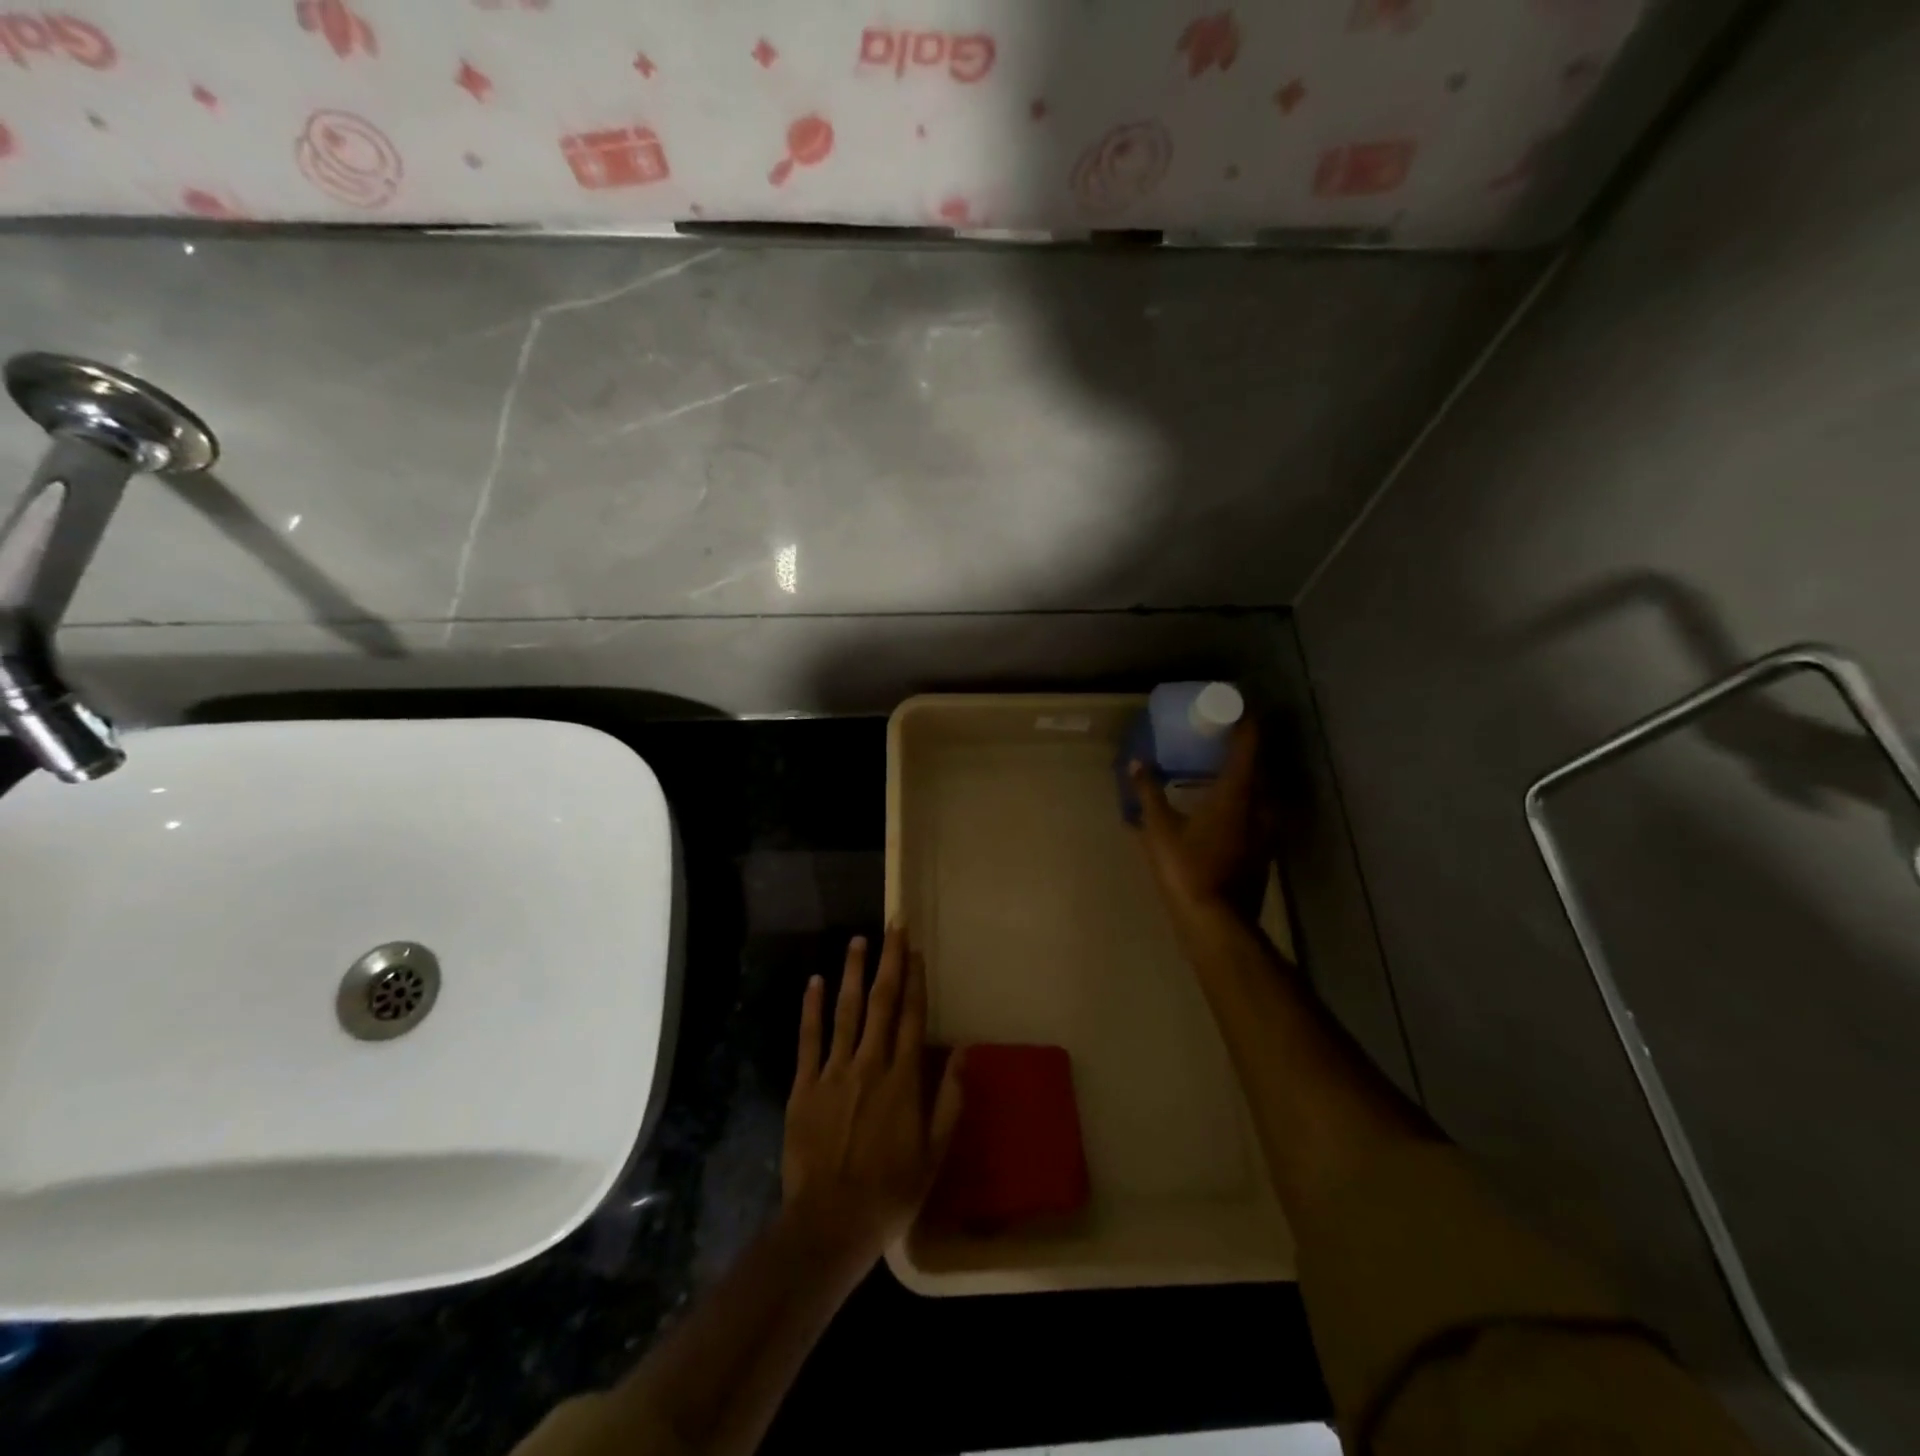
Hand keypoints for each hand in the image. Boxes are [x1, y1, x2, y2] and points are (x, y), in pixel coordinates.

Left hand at [782, 927, 964, 1265]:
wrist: (830, 1222)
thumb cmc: (890, 1191)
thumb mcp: (934, 1153)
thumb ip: (949, 1099)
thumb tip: (964, 1051)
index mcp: (903, 1079)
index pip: (912, 1016)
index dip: (915, 980)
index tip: (916, 949)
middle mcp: (870, 1064)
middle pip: (881, 1002)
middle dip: (889, 961)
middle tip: (893, 925)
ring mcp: (834, 1072)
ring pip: (846, 1011)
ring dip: (853, 973)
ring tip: (858, 940)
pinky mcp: (804, 1086)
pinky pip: (809, 1038)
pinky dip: (812, 1008)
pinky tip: (815, 981)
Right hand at [1130, 719, 1271, 928]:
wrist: (1217, 922)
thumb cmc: (1186, 869)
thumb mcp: (1159, 829)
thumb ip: (1148, 793)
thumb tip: (1137, 763)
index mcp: (1237, 792)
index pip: (1249, 744)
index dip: (1244, 720)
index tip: (1232, 705)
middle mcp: (1261, 804)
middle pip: (1260, 764)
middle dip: (1244, 745)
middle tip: (1222, 733)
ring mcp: (1268, 829)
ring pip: (1262, 790)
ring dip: (1246, 774)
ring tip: (1223, 767)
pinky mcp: (1265, 849)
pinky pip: (1260, 810)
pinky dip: (1246, 799)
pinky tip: (1227, 806)